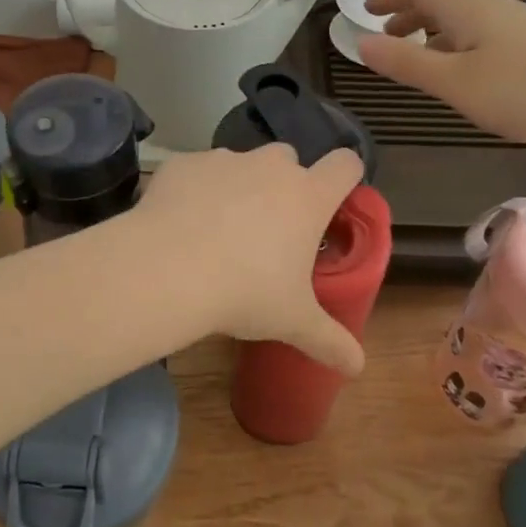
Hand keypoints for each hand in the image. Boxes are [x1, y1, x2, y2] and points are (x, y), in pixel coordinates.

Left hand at [136, 143, 366, 373]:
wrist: (167, 269)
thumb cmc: (244, 292)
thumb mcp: (292, 322)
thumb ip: (329, 341)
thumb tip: (358, 367)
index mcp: (307, 197)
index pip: (345, 165)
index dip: (344, 176)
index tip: (334, 198)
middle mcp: (269, 167)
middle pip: (288, 158)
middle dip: (282, 183)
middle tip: (269, 228)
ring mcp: (224, 160)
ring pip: (240, 164)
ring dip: (237, 186)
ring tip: (217, 229)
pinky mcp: (183, 164)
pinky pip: (196, 171)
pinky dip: (194, 190)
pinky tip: (180, 224)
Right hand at [359, 0, 525, 154]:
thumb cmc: (523, 92)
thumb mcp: (453, 83)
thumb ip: (406, 63)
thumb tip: (360, 43)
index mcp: (469, 10)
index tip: (366, 9)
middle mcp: (494, 9)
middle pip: (444, 1)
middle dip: (410, 15)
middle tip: (387, 37)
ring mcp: (522, 26)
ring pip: (466, 20)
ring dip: (435, 31)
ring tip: (421, 55)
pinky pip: (485, 34)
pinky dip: (460, 44)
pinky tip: (467, 71)